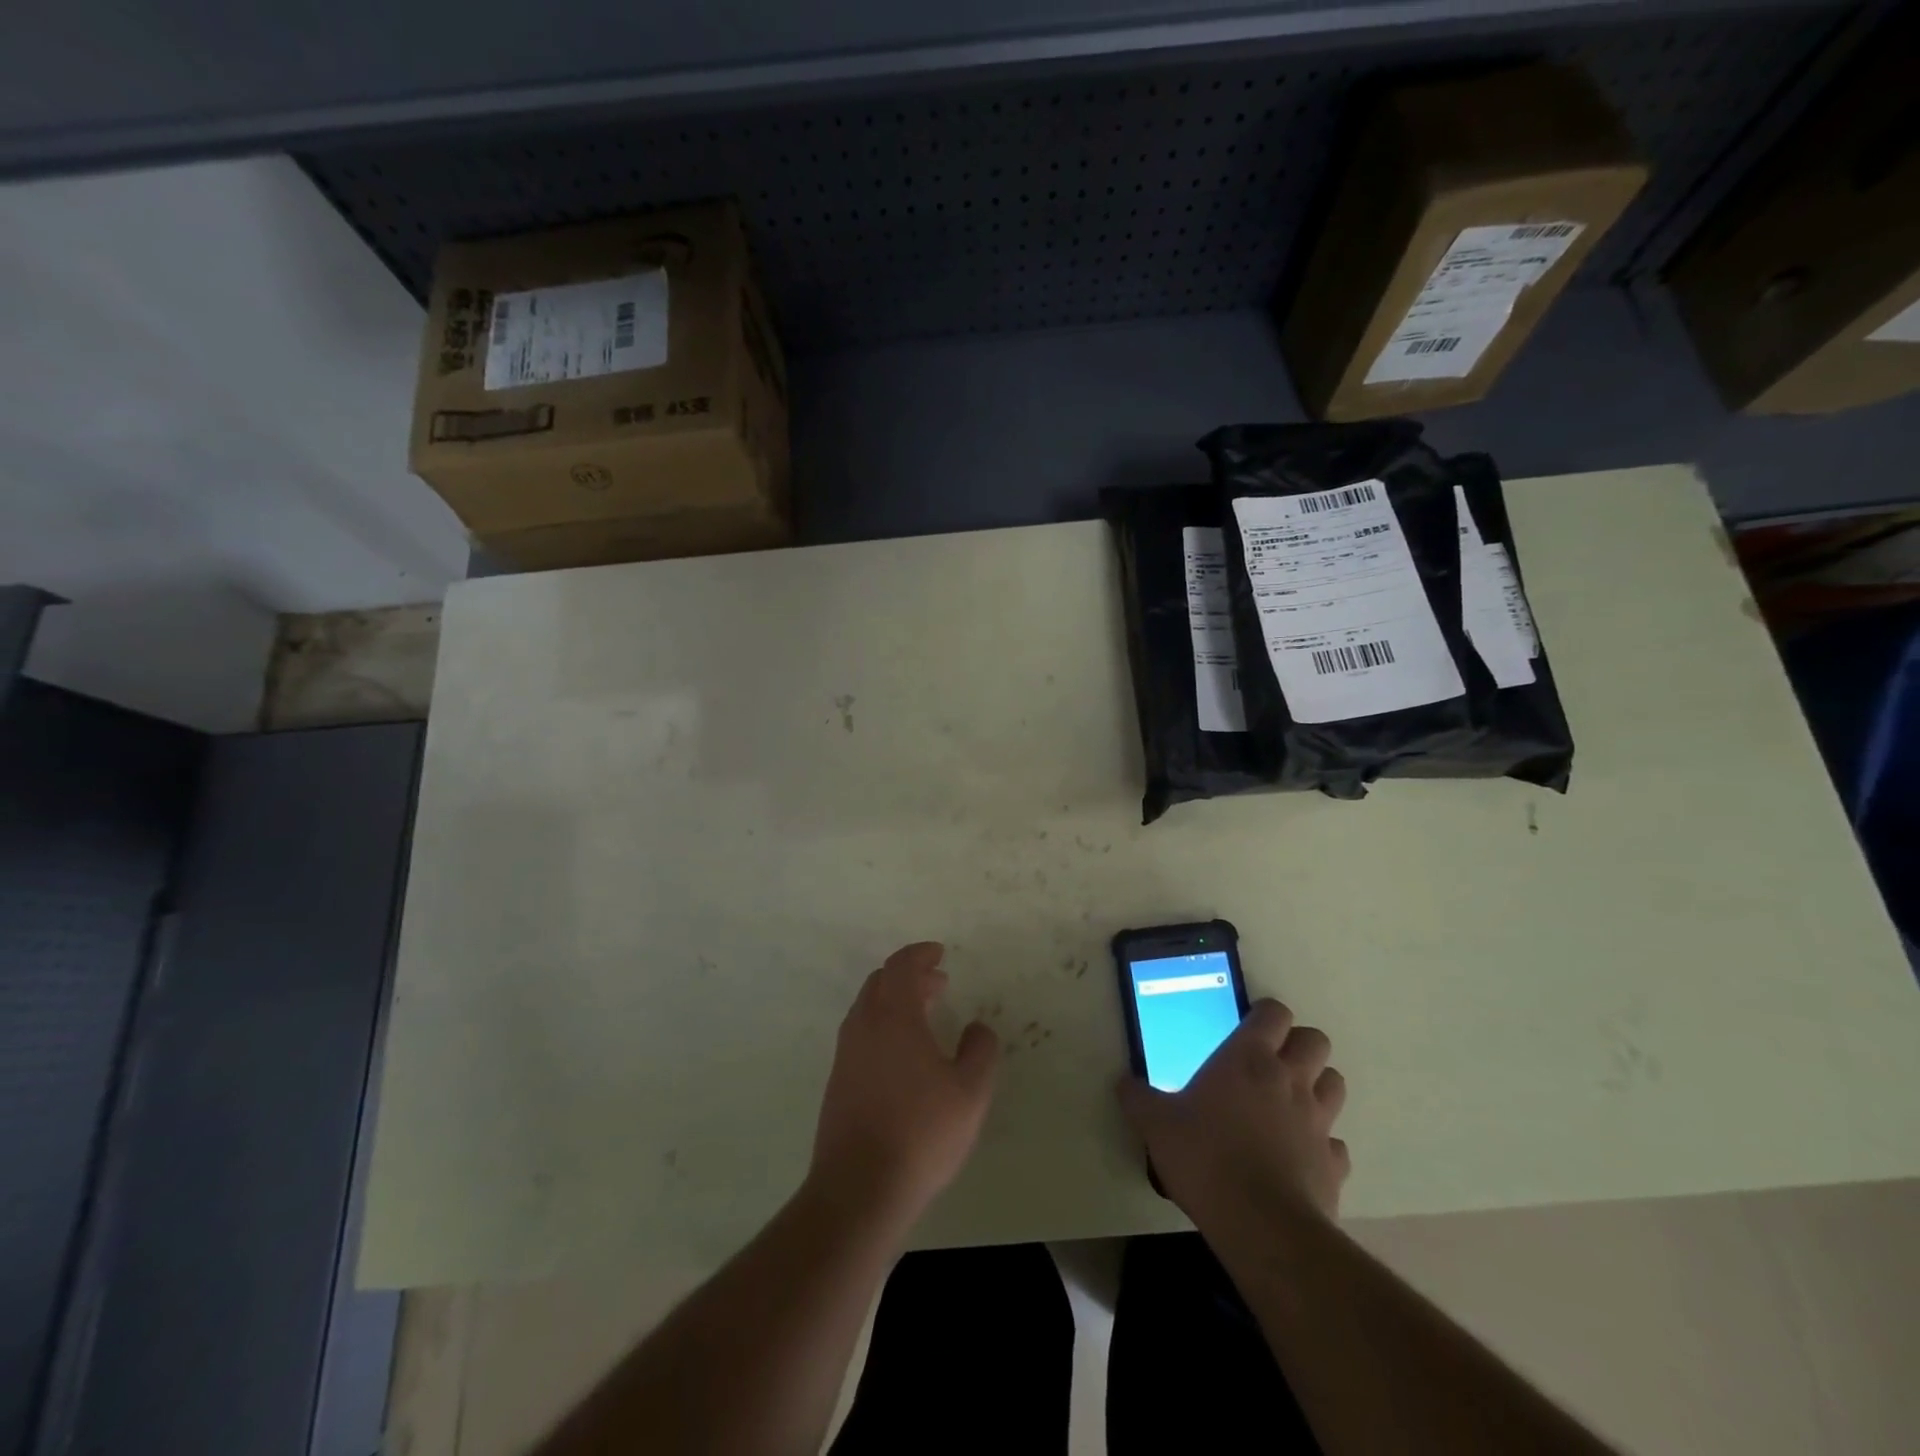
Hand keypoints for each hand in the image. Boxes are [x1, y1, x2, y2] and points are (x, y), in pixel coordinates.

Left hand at [809, 942, 1000, 1225]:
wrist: (858, 1188)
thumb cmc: (921, 1132)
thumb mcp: (970, 1092)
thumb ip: (980, 1051)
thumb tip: (977, 1028)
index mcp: (894, 1016)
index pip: (901, 966)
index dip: (920, 954)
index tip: (939, 954)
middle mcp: (864, 1025)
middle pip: (881, 982)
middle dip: (909, 976)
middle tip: (938, 983)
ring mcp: (846, 1054)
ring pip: (868, 1008)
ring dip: (895, 1001)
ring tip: (924, 1016)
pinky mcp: (837, 1081)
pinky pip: (861, 1034)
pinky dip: (883, 1026)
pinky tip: (903, 1055)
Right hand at [1118, 999, 1348, 1229]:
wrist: (1261, 1225)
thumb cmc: (1205, 1158)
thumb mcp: (1156, 1124)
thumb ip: (1138, 1098)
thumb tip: (1123, 1083)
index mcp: (1248, 1058)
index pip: (1274, 1013)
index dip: (1265, 1015)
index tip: (1248, 1027)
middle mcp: (1289, 1080)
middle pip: (1315, 1040)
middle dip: (1298, 1045)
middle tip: (1272, 1062)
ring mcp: (1318, 1121)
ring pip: (1335, 1083)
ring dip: (1317, 1086)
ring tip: (1290, 1102)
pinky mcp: (1333, 1164)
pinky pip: (1336, 1143)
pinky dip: (1323, 1144)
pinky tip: (1300, 1155)